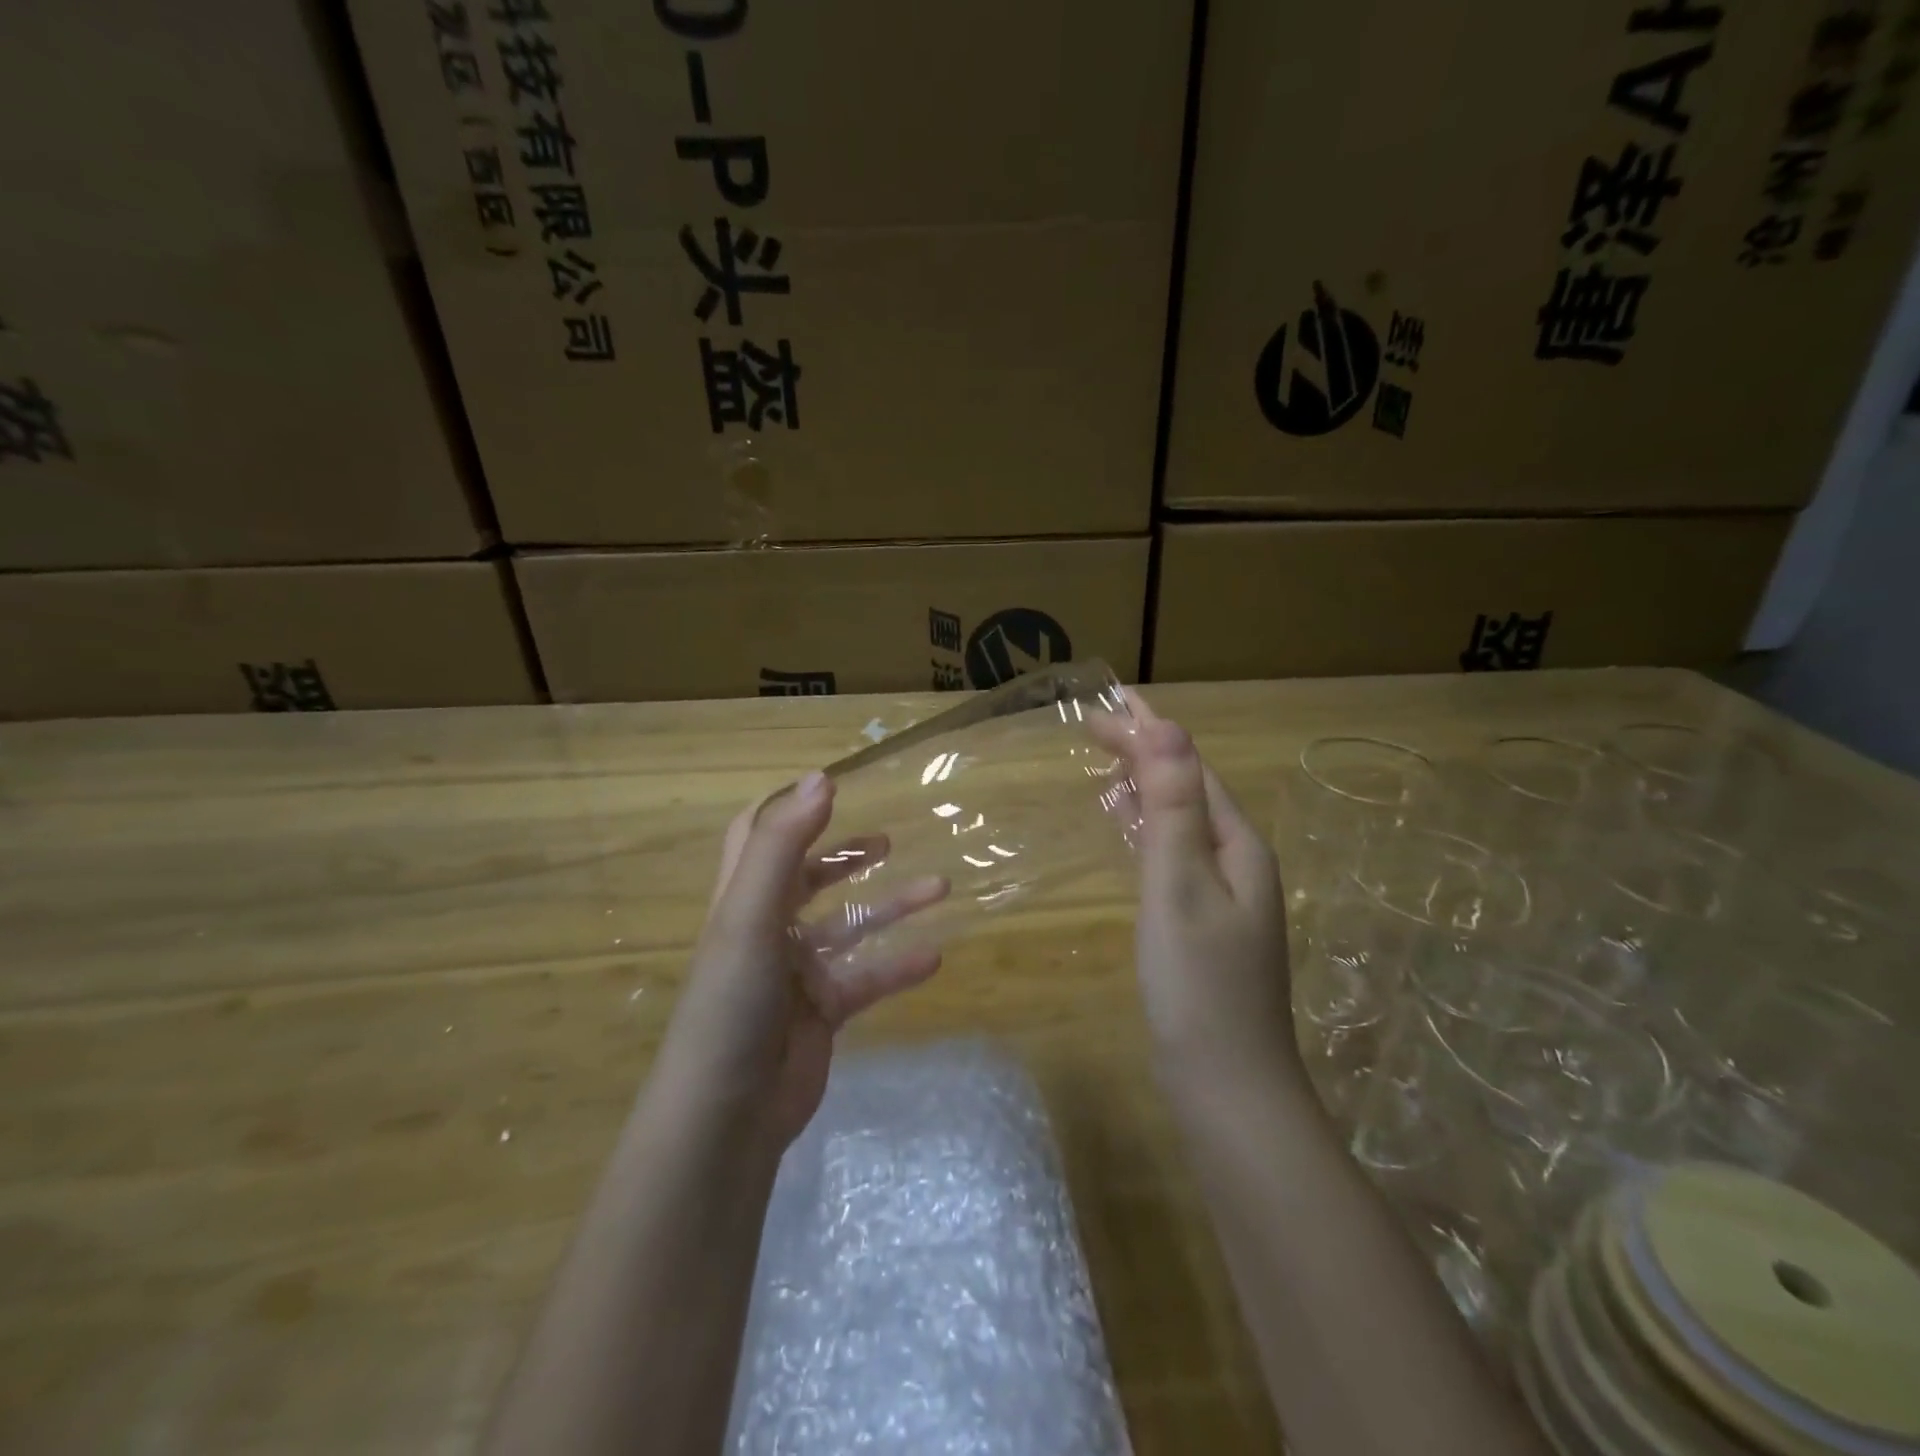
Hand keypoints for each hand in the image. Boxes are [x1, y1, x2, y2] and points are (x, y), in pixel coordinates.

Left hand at [653, 771, 949, 1152]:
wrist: (727, 1115)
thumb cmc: (732, 1002)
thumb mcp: (751, 915)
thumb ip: (784, 846)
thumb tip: (822, 778)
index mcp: (743, 898)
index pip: (754, 837)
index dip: (786, 811)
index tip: (831, 788)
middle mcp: (768, 928)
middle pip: (808, 877)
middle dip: (846, 856)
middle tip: (888, 841)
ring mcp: (796, 972)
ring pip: (850, 926)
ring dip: (891, 906)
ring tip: (941, 887)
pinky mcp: (823, 1011)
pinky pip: (868, 978)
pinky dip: (899, 965)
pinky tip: (936, 956)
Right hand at [1107, 694, 1301, 1093]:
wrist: (1228, 1088)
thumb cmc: (1198, 985)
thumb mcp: (1179, 885)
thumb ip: (1173, 806)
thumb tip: (1167, 726)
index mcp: (1237, 844)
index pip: (1189, 766)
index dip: (1146, 731)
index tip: (1098, 707)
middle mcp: (1238, 861)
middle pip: (1189, 787)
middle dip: (1144, 752)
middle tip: (1092, 727)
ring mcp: (1225, 896)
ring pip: (1181, 820)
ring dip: (1146, 786)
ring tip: (1107, 763)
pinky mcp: (1205, 923)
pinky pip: (1174, 853)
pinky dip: (1147, 829)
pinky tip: (1129, 830)